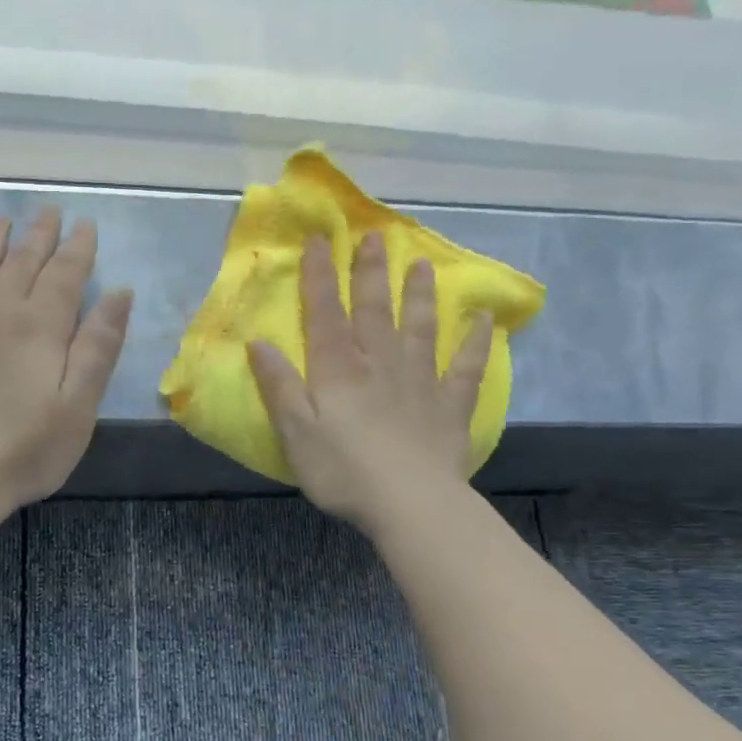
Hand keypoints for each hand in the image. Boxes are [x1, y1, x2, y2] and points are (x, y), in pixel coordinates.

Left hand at [0, 209, 133, 513]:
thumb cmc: (24, 447)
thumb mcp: (78, 404)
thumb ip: (98, 345)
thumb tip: (119, 292)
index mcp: (40, 325)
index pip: (65, 273)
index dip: (78, 248)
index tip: (85, 224)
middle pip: (21, 261)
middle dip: (39, 234)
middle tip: (49, 211)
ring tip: (2, 221)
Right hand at [247, 231, 490, 535]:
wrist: (410, 504)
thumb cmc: (343, 470)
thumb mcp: (295, 432)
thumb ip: (279, 385)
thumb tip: (259, 342)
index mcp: (339, 369)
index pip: (326, 313)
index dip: (320, 276)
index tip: (320, 240)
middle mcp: (380, 363)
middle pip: (375, 309)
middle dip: (371, 272)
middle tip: (375, 236)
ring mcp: (420, 381)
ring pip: (420, 327)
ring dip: (420, 294)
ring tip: (422, 264)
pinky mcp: (449, 406)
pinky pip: (465, 367)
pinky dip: (475, 342)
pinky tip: (482, 320)